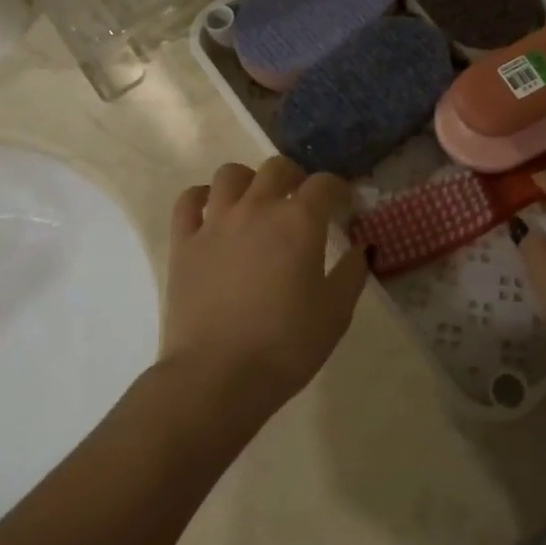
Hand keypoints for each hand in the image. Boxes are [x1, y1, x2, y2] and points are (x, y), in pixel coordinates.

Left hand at [162, 156, 369, 413]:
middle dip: (296, 177)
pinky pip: (188, 201)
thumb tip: (362, 247)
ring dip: (249, 180)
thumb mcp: (335, 313)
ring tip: (256, 201)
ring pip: (230, 174)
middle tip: (302, 200)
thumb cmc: (286, 346)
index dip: (339, 189)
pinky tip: (212, 210)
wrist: (217, 376)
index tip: (345, 205)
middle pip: (277, 168)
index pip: (324, 184)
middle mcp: (256, 209)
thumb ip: (352, 273)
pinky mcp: (183, 243)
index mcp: (299, 222)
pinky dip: (202, 197)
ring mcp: (215, 223)